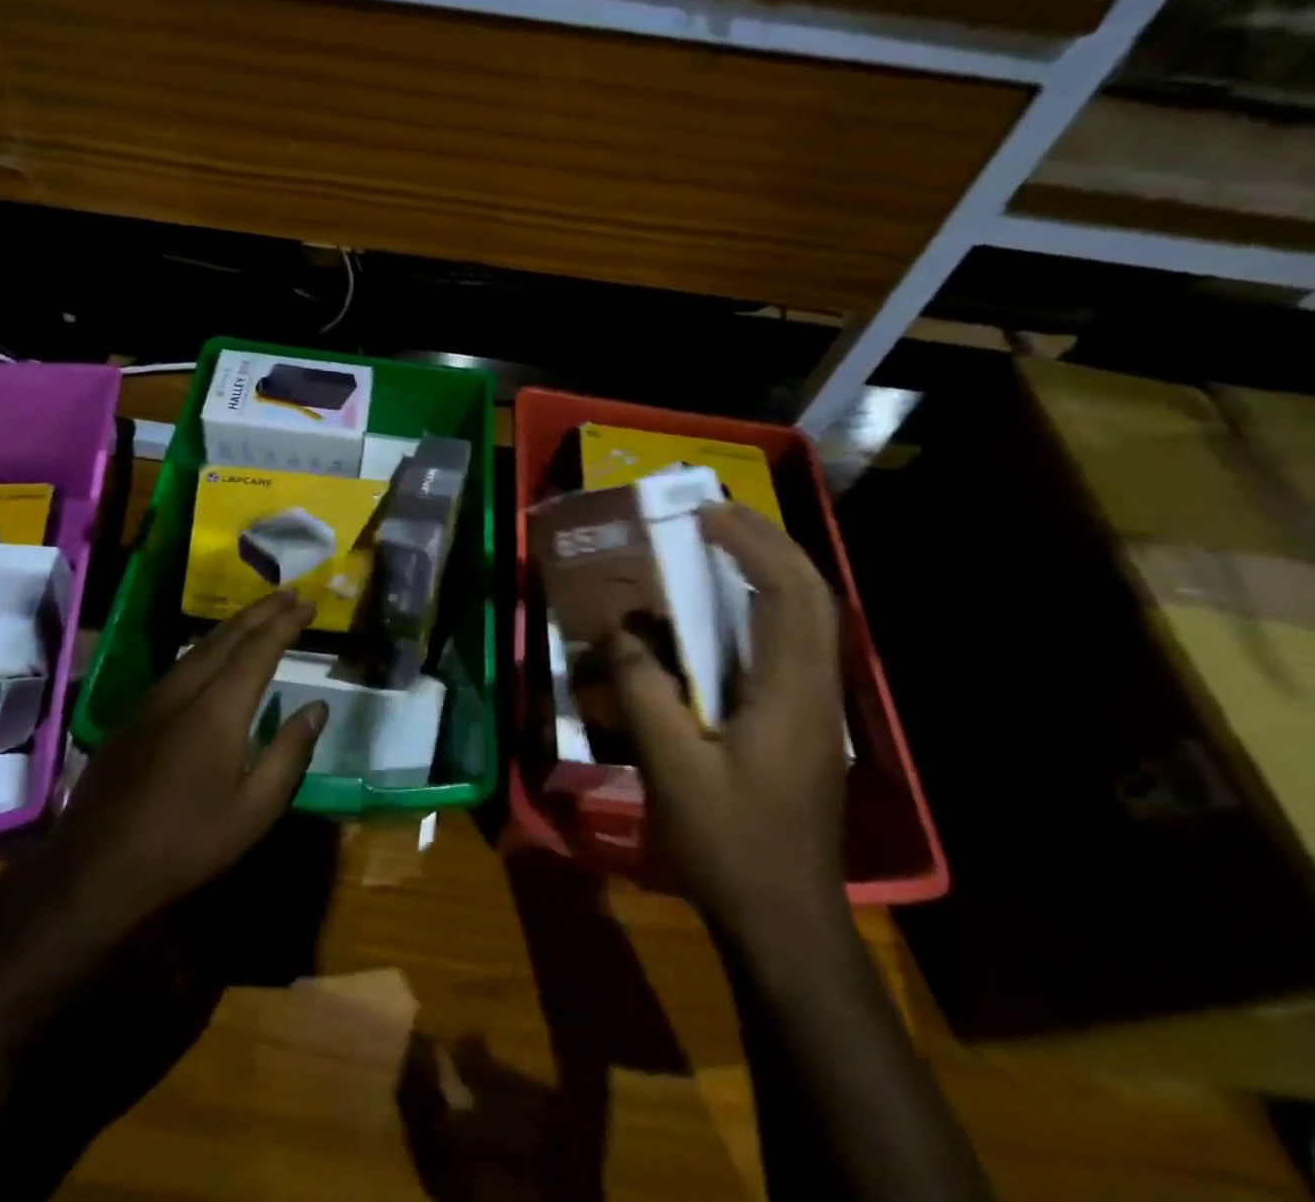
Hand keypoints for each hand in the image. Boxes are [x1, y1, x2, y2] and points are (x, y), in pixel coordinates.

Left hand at [45, 589, 327, 935]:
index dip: (286, 622)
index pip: (259, 649)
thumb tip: (318, 707)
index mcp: (218, 708)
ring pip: (201, 646)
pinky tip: (216, 653)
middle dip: (262, 611)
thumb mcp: (254, 809)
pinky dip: (210, 645)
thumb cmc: (186, 842)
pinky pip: (182, 663)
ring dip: (236, 625)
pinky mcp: (136, 714)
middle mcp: (185, 689)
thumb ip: (290, 752)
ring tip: (261, 614)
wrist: (95, 866)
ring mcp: (155, 698)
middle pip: (228, 636)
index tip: (308, 604)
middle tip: (291, 594)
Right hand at [606, 503, 848, 947]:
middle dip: (769, 542)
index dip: (751, 543)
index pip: (789, 593)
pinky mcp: (804, 723)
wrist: (785, 921)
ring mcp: (816, 707)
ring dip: (772, 569)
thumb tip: (619, 630)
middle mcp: (816, 689)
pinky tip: (726, 611)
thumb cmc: (729, 844)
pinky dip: (765, 606)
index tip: (703, 514)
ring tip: (721, 544)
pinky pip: (792, 643)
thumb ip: (644, 690)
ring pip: (810, 617)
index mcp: (792, 692)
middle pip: (812, 594)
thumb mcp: (672, 767)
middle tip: (714, 514)